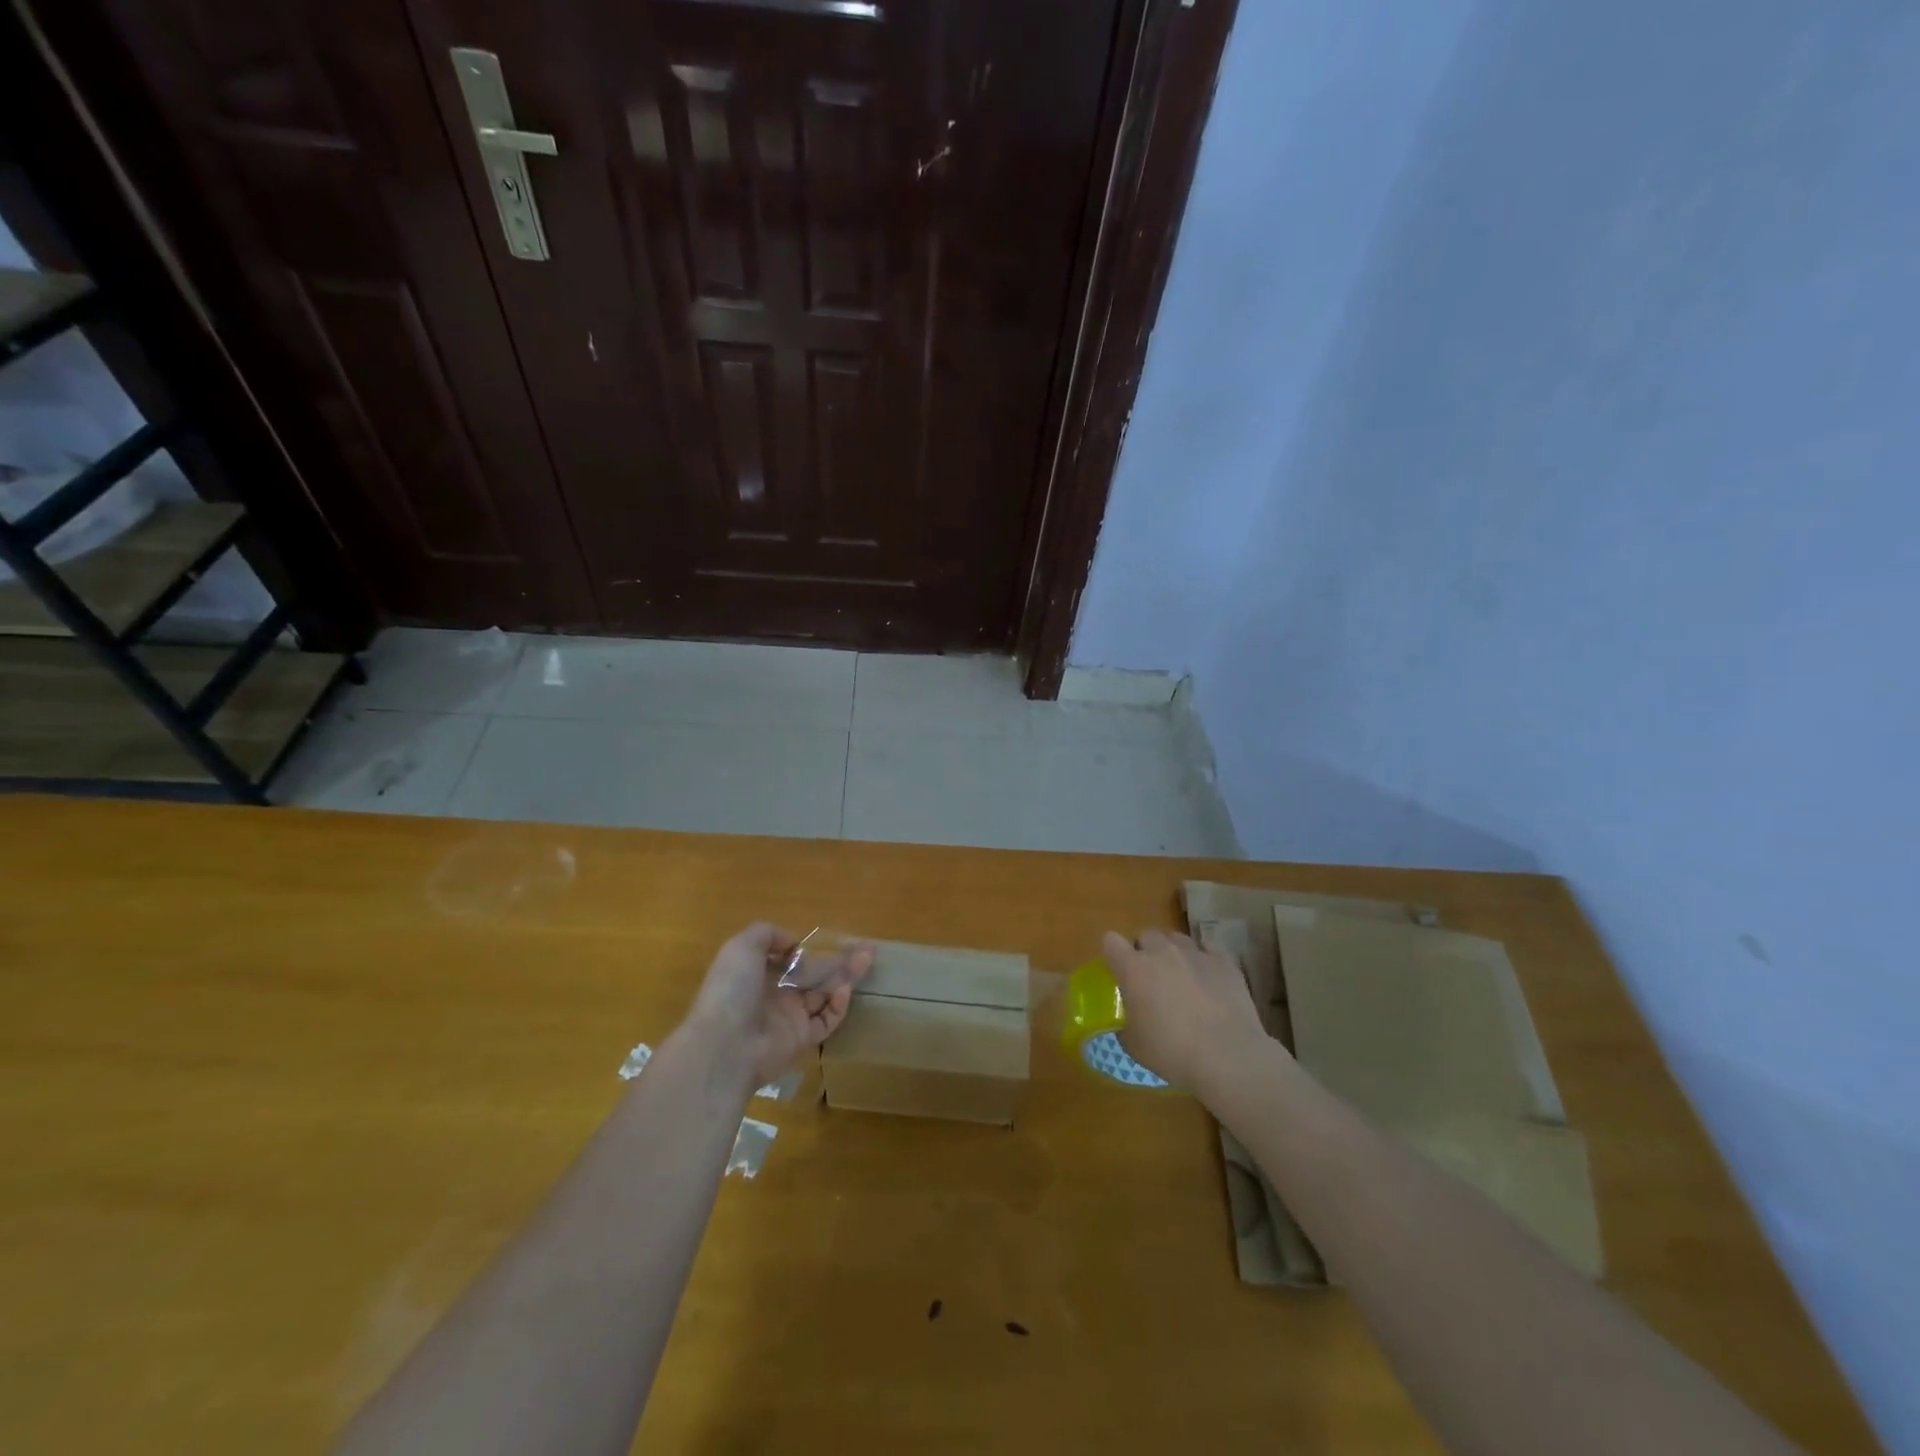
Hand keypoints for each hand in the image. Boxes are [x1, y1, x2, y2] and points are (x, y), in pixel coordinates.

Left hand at [682, 924, 874, 1090]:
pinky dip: (838, 1005)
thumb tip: (793, 942)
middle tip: (866, 948)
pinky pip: (827, 1020)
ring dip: (846, 977)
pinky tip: (844, 990)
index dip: (808, 948)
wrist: (726, 1045)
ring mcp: (789, 1018)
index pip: (788, 958)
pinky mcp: (803, 1039)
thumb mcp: (741, 947)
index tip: (829, 938)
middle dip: (838, 960)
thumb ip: (767, 934)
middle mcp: (774, 995)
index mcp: (757, 973)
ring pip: (824, 994)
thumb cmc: (731, 990)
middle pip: (813, 974)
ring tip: (868, 959)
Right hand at [1101, 929, 1271, 1090]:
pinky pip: (1208, 949)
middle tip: (1151, 979)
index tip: (1118, 970)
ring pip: (1177, 939)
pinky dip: (1203, 960)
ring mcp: (1195, 953)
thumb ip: (1125, 1026)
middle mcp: (1162, 952)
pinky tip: (1207, 980)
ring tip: (1181, 977)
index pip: (1111, 942)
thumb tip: (1127, 1024)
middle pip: (1146, 936)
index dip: (1113, 953)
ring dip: (1173, 953)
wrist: (1228, 1057)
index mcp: (1133, 969)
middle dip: (1145, 952)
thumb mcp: (1134, 1046)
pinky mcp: (1224, 962)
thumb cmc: (1172, 1052)